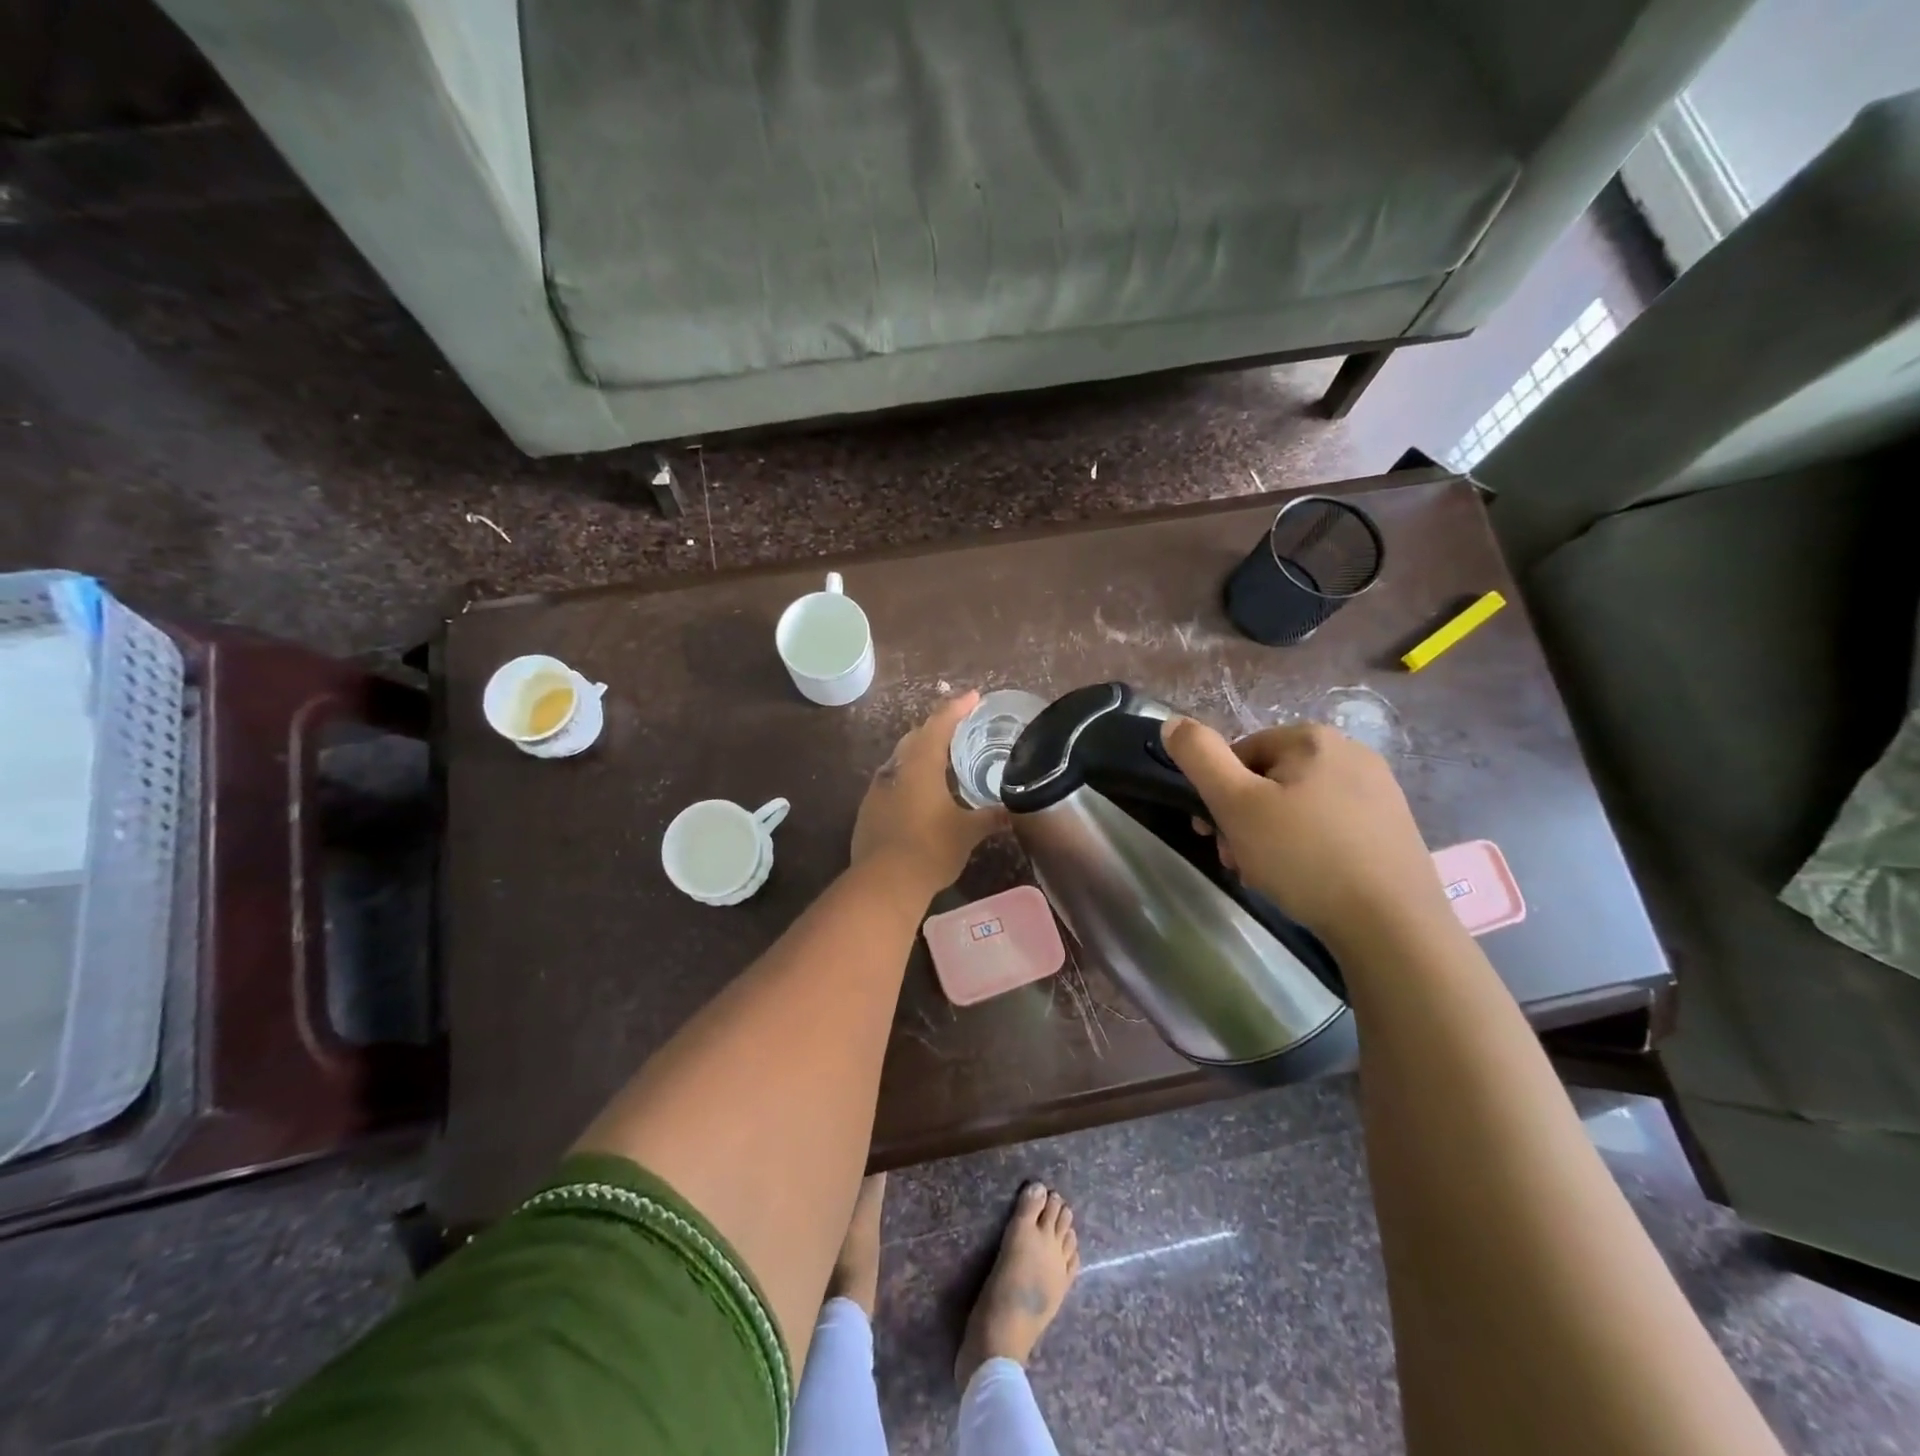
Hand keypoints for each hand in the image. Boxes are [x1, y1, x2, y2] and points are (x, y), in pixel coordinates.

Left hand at [852, 692, 1003, 892]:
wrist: (883, 883)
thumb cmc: (930, 849)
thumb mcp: (968, 832)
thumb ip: (991, 817)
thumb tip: (1014, 811)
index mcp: (921, 765)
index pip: (939, 724)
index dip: (957, 708)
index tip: (973, 696)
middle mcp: (896, 770)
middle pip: (916, 738)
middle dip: (937, 729)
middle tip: (959, 729)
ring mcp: (877, 790)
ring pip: (901, 761)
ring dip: (920, 755)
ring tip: (942, 762)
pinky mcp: (868, 811)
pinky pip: (891, 783)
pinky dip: (908, 780)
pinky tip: (920, 795)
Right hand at [1160, 717, 1451, 943]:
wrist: (1392, 924)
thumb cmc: (1304, 856)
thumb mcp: (1235, 804)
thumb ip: (1199, 757)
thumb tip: (1173, 722)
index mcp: (1313, 738)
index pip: (1240, 754)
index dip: (1218, 794)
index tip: (1214, 835)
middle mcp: (1351, 752)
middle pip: (1270, 779)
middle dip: (1245, 819)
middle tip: (1238, 861)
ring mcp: (1379, 791)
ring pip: (1299, 806)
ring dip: (1272, 836)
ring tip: (1269, 876)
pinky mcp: (1393, 827)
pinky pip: (1332, 827)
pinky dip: (1309, 848)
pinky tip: (1306, 881)